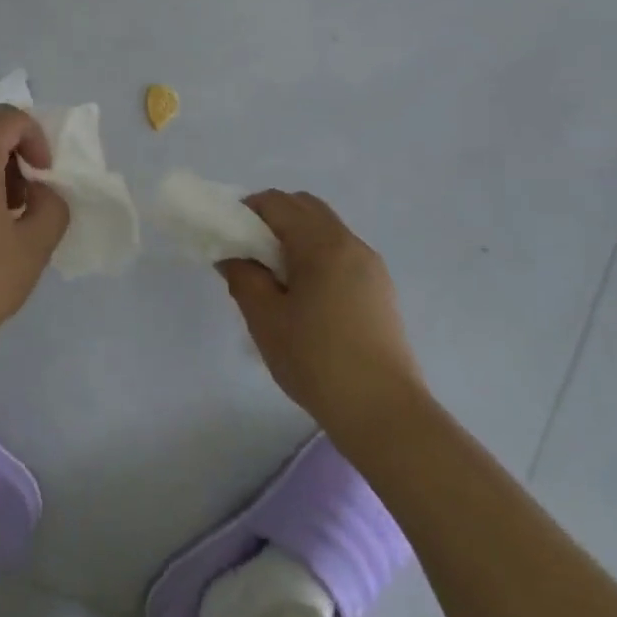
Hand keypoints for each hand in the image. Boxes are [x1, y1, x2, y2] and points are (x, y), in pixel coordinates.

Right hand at [219, 191, 424, 436]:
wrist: (385, 414)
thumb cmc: (317, 361)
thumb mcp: (265, 319)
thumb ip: (243, 277)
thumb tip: (232, 255)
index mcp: (321, 243)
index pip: (277, 202)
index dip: (247, 211)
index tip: (230, 237)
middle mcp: (349, 243)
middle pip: (304, 207)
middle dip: (273, 218)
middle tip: (251, 253)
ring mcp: (370, 265)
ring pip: (325, 228)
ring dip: (296, 237)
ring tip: (277, 278)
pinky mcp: (381, 288)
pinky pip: (341, 252)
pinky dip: (317, 255)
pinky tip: (307, 296)